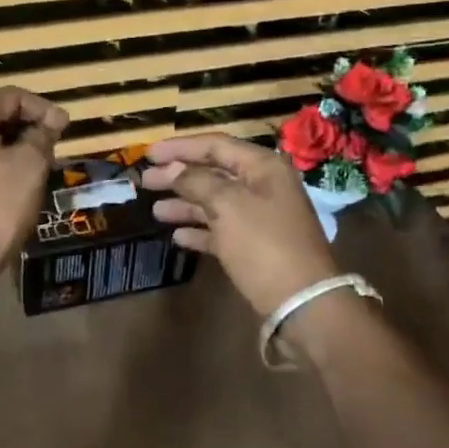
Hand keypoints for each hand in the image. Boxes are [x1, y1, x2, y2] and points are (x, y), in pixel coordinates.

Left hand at [0, 86, 67, 297]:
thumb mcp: (30, 167)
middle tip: (54, 148)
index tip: (66, 129)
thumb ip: (42, 136)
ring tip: (38, 168)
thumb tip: (50, 122)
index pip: (11, 96)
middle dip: (27, 127)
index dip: (43, 108)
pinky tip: (12, 186)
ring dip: (11, 148)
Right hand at [142, 133, 339, 317]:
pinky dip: (200, 230)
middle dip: (178, 176)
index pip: (216, 145)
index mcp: (263, 167)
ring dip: (185, 204)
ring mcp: (261, 218)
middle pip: (214, 173)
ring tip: (155, 211)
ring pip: (216, 202)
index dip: (180, 147)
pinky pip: (222, 230)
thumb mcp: (228, 205)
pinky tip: (177, 235)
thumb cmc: (264, 244)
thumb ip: (197, 181)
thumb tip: (173, 168)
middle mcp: (263, 186)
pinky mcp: (256, 247)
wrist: (302, 302)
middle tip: (145, 181)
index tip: (148, 154)